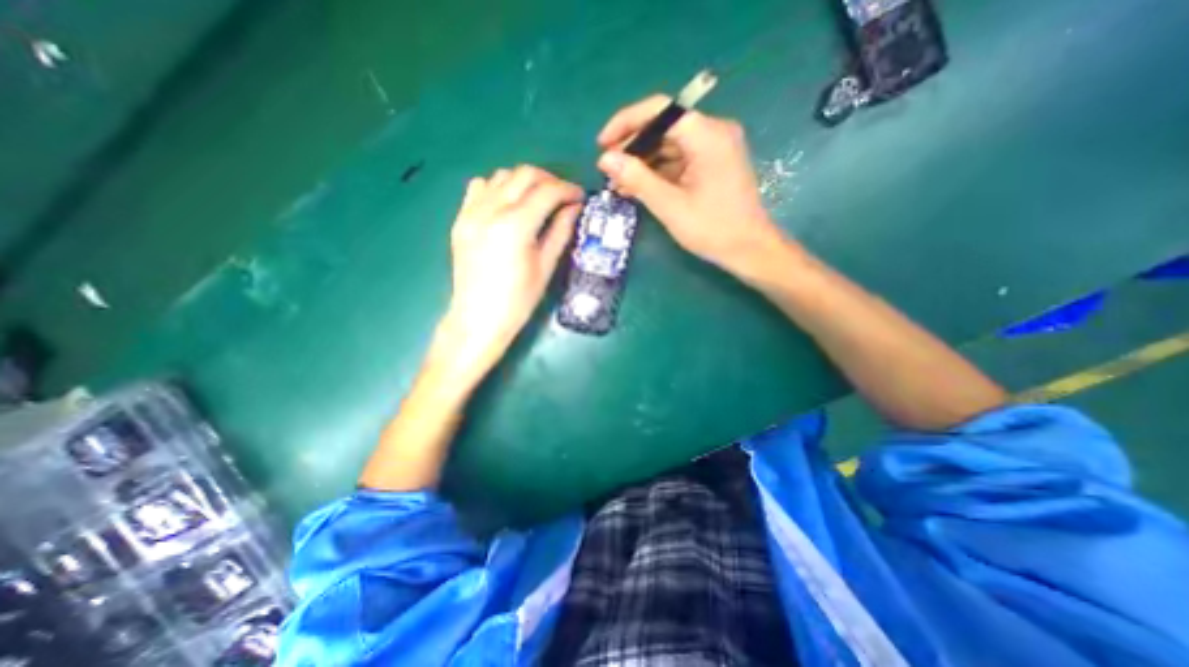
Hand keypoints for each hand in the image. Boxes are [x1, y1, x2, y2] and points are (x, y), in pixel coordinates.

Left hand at [436, 164, 584, 383]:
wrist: (477, 319)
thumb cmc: (518, 301)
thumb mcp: (546, 267)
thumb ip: (560, 231)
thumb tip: (574, 207)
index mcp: (515, 226)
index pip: (547, 191)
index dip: (568, 189)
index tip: (580, 196)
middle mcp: (490, 211)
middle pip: (524, 175)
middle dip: (549, 180)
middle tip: (563, 196)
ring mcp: (471, 213)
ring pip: (501, 176)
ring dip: (524, 182)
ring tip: (538, 199)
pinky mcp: (460, 219)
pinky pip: (479, 187)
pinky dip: (498, 187)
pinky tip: (508, 204)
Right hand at [595, 95, 786, 274]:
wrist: (749, 249)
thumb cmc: (712, 229)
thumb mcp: (670, 205)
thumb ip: (637, 178)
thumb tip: (605, 159)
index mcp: (707, 135)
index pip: (660, 110)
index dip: (626, 123)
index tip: (602, 143)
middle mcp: (714, 132)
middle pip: (664, 127)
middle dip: (633, 147)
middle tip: (608, 170)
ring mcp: (715, 148)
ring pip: (669, 145)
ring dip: (643, 162)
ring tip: (618, 183)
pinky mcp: (713, 164)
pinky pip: (679, 159)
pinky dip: (658, 171)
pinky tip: (638, 187)